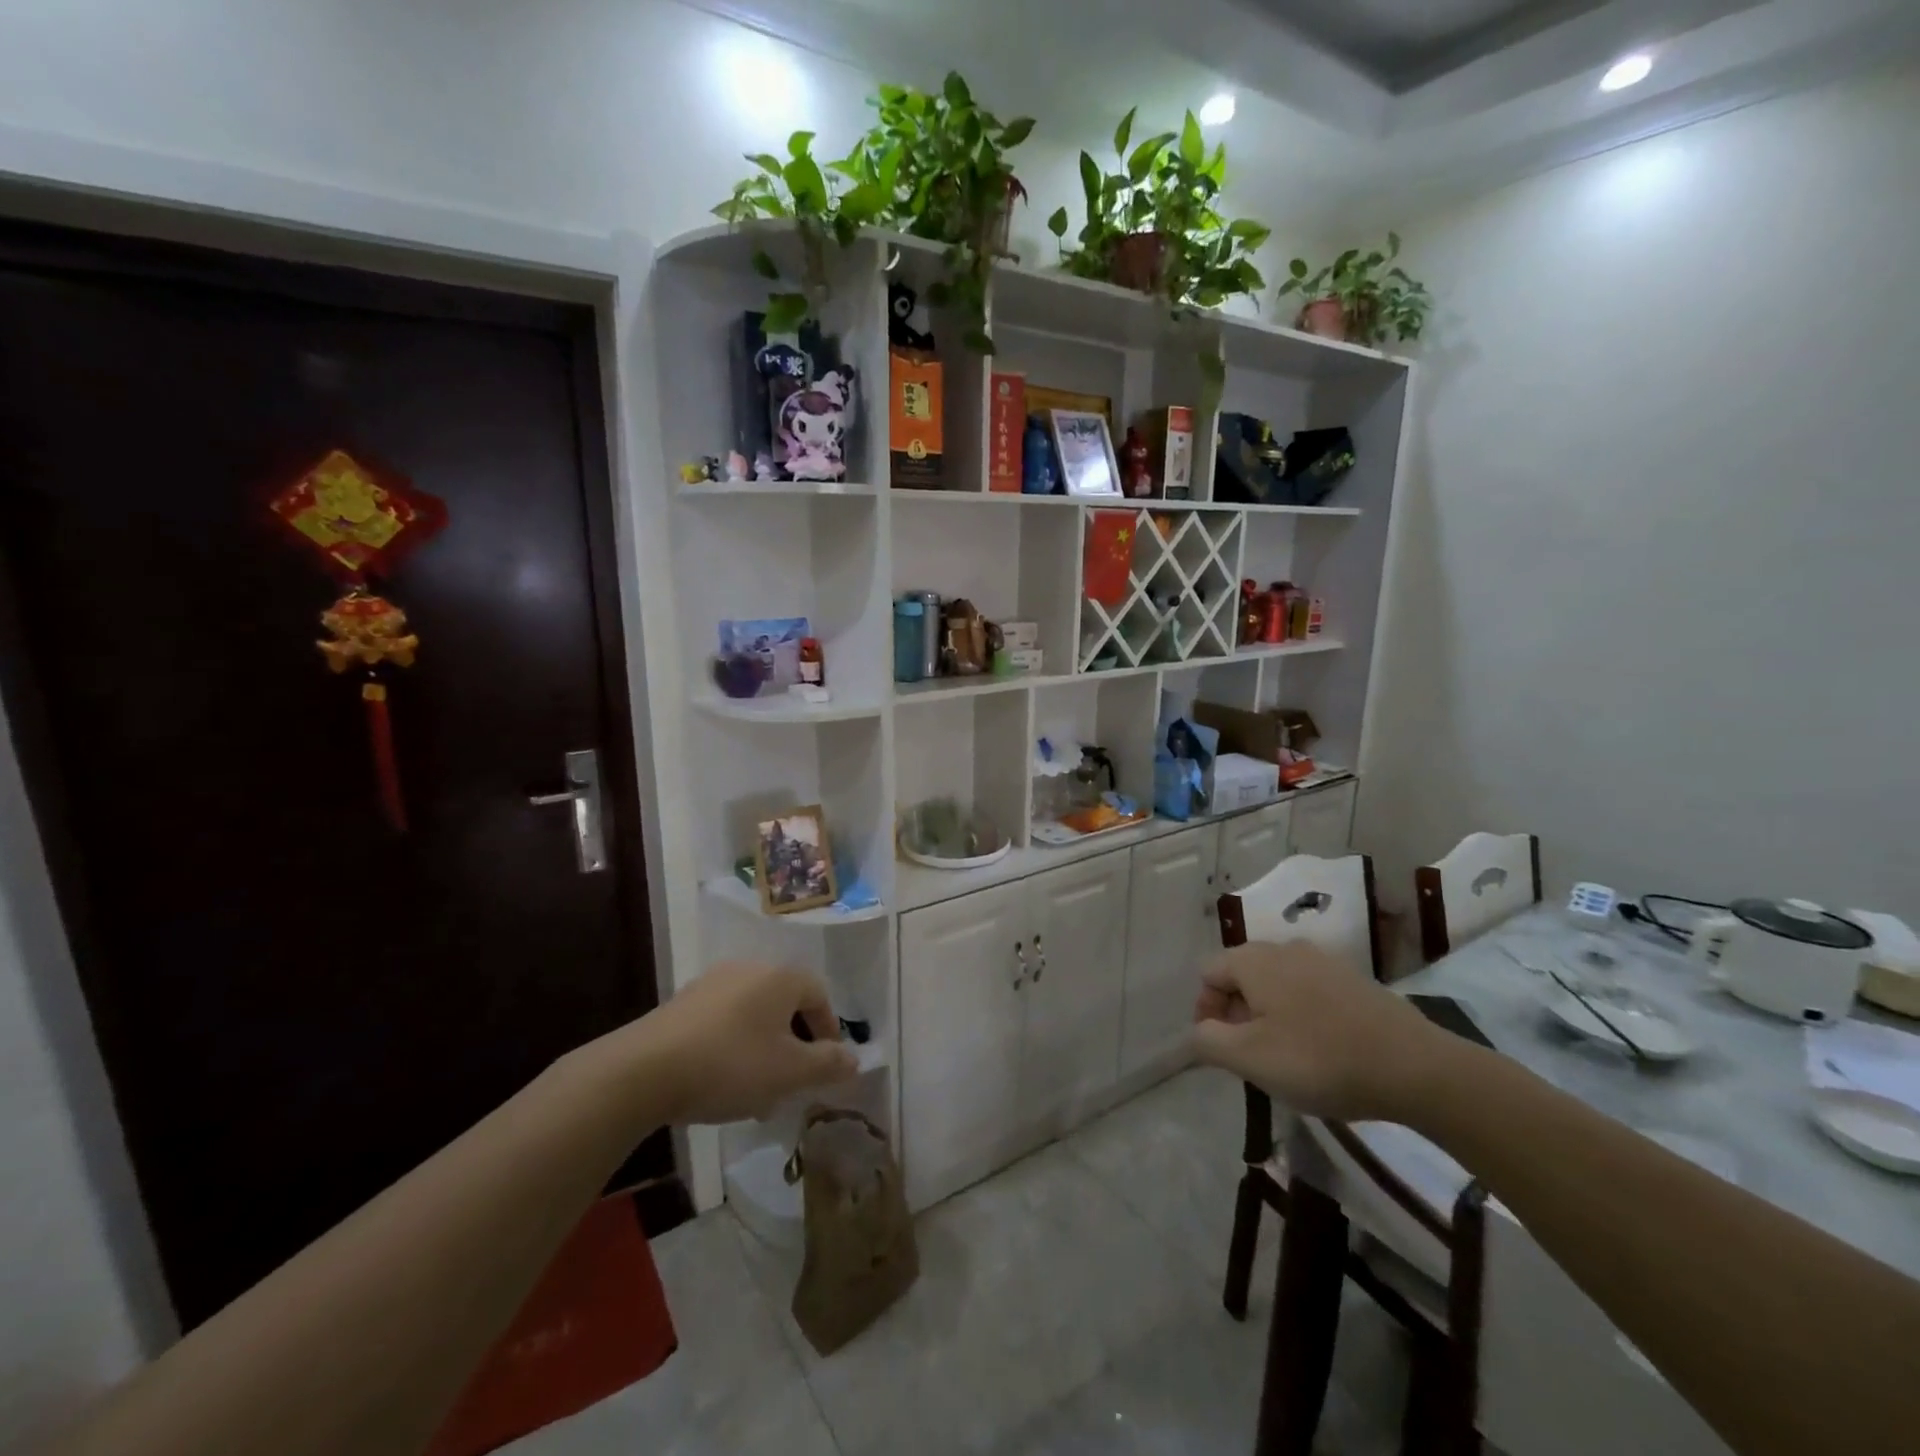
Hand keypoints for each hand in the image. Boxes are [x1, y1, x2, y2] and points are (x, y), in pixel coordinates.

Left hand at [632, 963, 858, 1124]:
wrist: (644, 1070)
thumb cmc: (731, 1065)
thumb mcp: (789, 1073)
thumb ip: (827, 1065)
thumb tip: (855, 1060)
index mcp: (781, 977)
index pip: (819, 995)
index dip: (828, 1030)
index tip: (826, 1065)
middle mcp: (749, 969)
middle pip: (785, 1003)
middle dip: (794, 1043)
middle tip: (793, 1081)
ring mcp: (712, 983)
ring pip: (753, 1015)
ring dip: (763, 1048)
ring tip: (757, 1090)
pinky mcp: (682, 1003)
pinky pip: (723, 1021)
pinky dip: (733, 1046)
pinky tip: (721, 1081)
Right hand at [1191, 942, 1458, 1121]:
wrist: (1416, 1067)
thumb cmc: (1319, 1059)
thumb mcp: (1250, 1059)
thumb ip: (1208, 1041)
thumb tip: (1194, 1032)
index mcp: (1255, 960)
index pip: (1209, 973)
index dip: (1205, 1011)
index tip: (1221, 1049)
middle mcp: (1286, 948)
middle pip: (1242, 975)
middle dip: (1237, 1013)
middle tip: (1251, 1057)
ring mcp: (1325, 961)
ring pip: (1277, 983)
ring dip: (1269, 1015)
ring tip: (1286, 1057)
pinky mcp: (1356, 981)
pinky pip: (1310, 991)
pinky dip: (1302, 1015)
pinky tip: (1322, 1050)